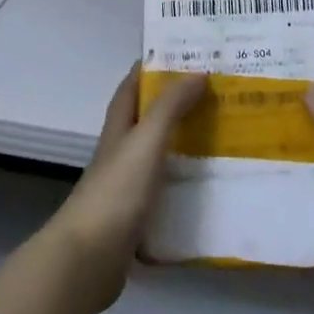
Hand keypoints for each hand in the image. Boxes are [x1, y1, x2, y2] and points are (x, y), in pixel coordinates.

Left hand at [44, 66, 206, 312]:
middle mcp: (121, 154)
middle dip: (178, 104)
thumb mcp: (145, 142)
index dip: (153, 67)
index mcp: (119, 130)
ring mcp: (128, 188)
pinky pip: (168, 192)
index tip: (186, 53)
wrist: (88, 261)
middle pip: (149, 120)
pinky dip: (187, 185)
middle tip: (218, 95)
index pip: (132, 87)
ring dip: (186, 144)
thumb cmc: (116, 192)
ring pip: (160, 156)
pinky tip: (213, 189)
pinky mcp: (138, 219)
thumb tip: (197, 71)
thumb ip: (170, 107)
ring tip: (225, 137)